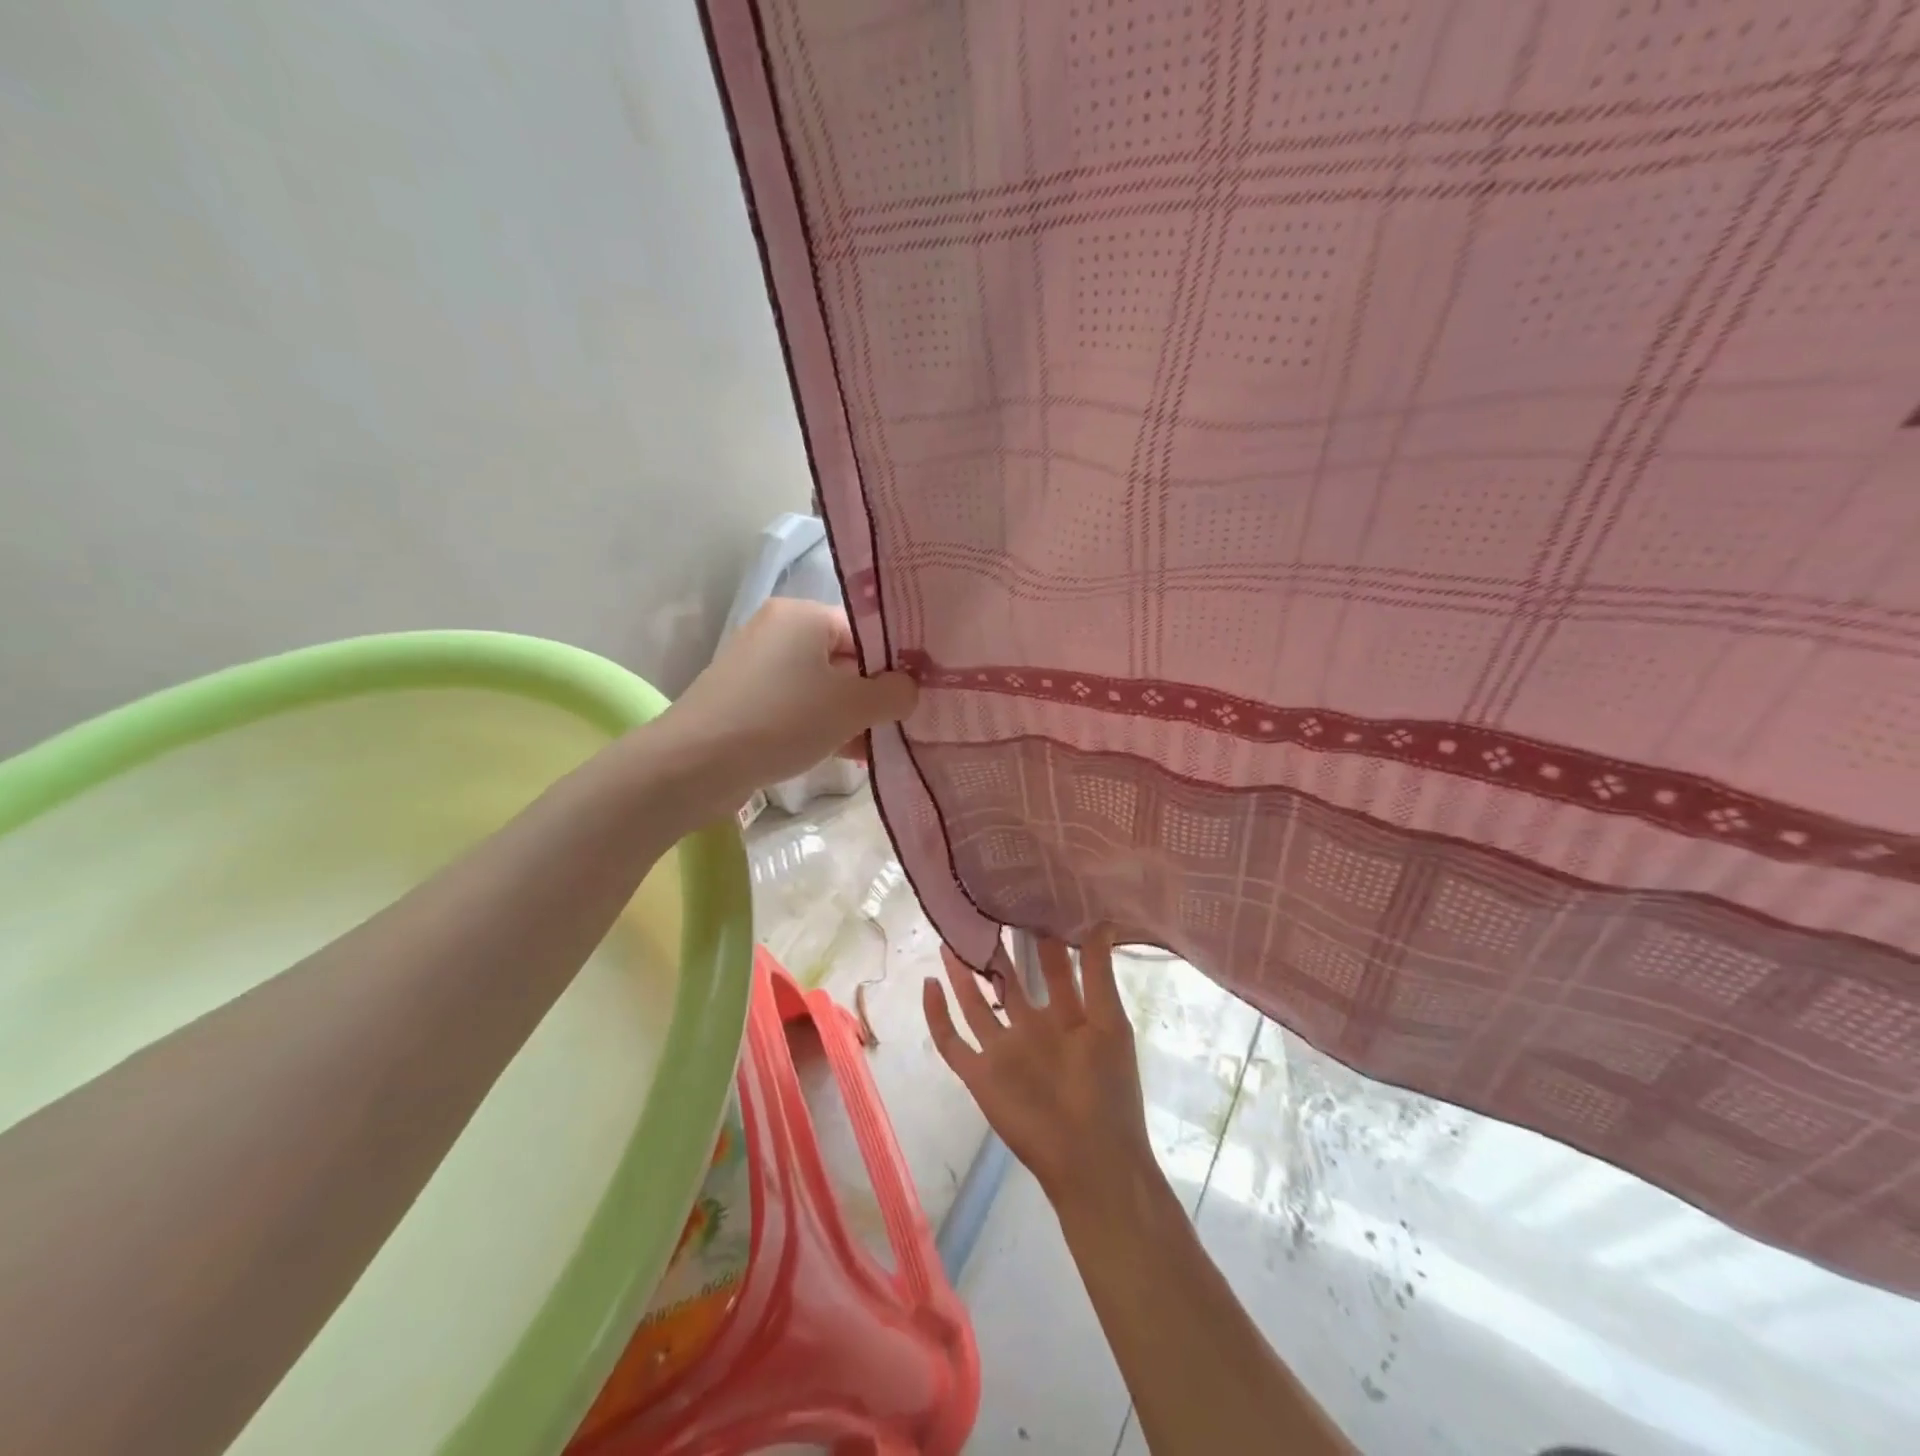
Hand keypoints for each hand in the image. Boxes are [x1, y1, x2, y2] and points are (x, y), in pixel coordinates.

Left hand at [655, 599, 917, 812]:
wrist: (695, 764)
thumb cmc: (782, 720)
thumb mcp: (851, 706)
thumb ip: (893, 694)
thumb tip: (910, 690)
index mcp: (802, 615)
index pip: (866, 631)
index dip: (895, 664)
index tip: (917, 697)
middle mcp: (778, 631)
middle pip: (845, 659)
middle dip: (873, 696)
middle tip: (902, 725)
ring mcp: (758, 667)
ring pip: (822, 688)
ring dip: (851, 717)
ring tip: (878, 748)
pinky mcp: (745, 701)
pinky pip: (797, 707)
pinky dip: (822, 726)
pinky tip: (846, 755)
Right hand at [924, 932, 1154, 1210]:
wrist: (1092, 1158)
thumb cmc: (1108, 1088)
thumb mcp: (1109, 1022)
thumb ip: (1099, 973)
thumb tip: (1102, 919)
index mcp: (1067, 1016)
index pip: (1053, 968)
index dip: (1043, 939)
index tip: (1031, 901)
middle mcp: (1033, 1029)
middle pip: (1010, 982)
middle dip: (999, 951)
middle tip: (985, 911)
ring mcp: (1004, 1051)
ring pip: (977, 1004)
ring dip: (964, 975)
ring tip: (952, 939)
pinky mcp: (980, 1075)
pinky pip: (951, 1043)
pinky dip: (937, 1017)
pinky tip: (929, 985)